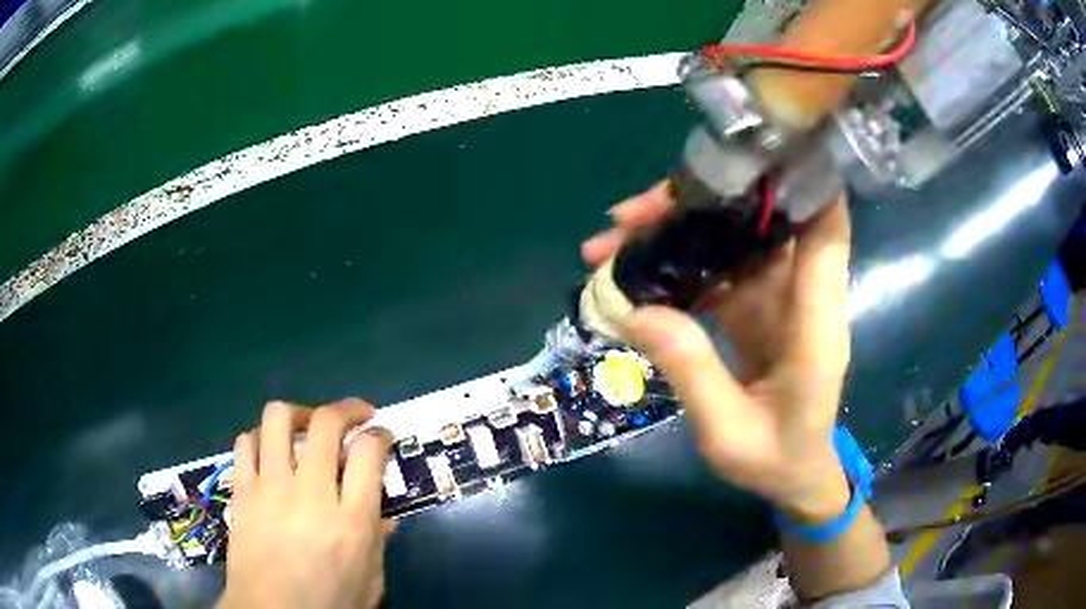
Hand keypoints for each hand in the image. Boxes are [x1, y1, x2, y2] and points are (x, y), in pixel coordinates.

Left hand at [219, 399, 394, 608]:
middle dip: (348, 409)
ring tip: (307, 428)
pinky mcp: (243, 491)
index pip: (369, 453)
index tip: (382, 436)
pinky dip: (262, 438)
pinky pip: (247, 443)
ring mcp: (270, 488)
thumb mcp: (370, 581)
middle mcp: (310, 494)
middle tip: (356, 416)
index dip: (380, 435)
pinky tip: (271, 452)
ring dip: (299, 415)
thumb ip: (378, 542)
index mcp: (351, 521)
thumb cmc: (329, 604)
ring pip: (278, 419)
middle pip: (326, 423)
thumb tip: (386, 516)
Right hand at [583, 182, 852, 521]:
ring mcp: (778, 299)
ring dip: (677, 230)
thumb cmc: (776, 460)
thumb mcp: (728, 433)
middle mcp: (802, 297)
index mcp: (815, 324)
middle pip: (762, 223)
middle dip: (700, 203)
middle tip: (629, 215)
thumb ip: (692, 371)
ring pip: (733, 239)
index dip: (804, 181)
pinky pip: (719, 268)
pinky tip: (635, 268)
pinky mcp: (757, 307)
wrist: (795, 477)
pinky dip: (679, 261)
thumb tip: (634, 310)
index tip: (757, 150)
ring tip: (613, 237)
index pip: (825, 232)